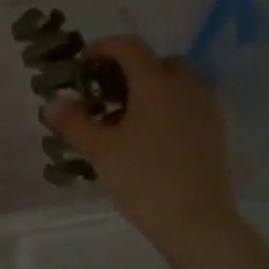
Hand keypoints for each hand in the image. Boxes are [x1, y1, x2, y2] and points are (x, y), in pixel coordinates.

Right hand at [43, 36, 238, 258]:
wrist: (198, 221)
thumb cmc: (145, 179)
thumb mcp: (101, 150)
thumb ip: (74, 122)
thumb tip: (53, 101)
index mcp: (157, 82)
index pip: (129, 46)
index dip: (102, 48)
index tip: (81, 65)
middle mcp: (186, 86)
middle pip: (155, 62)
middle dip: (127, 71)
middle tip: (103, 95)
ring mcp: (205, 108)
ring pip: (174, 84)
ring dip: (148, 91)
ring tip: (123, 120)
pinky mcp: (215, 131)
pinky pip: (186, 105)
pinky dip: (166, 108)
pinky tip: (148, 139)